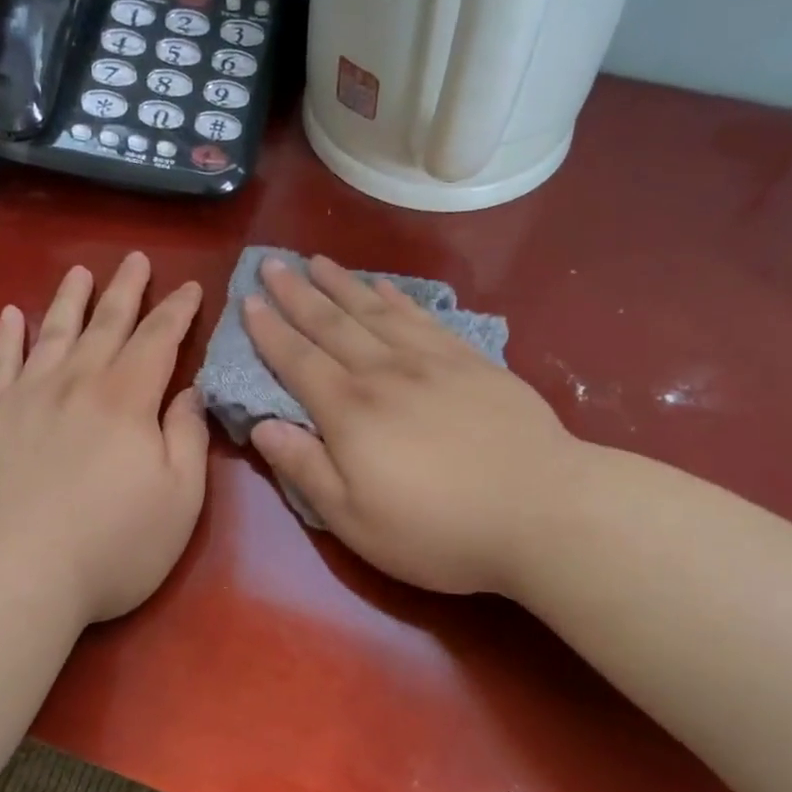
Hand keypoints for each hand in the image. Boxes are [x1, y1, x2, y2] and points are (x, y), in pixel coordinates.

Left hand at [0, 253, 207, 624]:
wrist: (15, 573)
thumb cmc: (112, 544)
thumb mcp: (180, 498)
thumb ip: (187, 437)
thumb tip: (190, 391)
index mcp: (128, 399)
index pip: (158, 340)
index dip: (177, 311)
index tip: (190, 287)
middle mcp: (77, 383)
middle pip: (106, 324)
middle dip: (126, 291)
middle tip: (136, 260)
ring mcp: (26, 396)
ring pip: (52, 333)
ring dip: (69, 300)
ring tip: (80, 273)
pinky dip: (6, 336)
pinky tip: (10, 315)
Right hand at [242, 254, 582, 594]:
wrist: (544, 510)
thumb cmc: (439, 529)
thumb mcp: (355, 520)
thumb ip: (305, 469)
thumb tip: (262, 426)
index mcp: (349, 412)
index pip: (297, 361)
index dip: (269, 331)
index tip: (248, 301)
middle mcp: (383, 373)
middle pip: (331, 324)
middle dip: (296, 294)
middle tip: (272, 264)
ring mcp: (431, 362)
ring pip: (374, 311)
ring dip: (341, 285)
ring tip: (317, 261)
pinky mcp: (472, 362)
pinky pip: (423, 318)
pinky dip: (398, 298)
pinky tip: (385, 287)